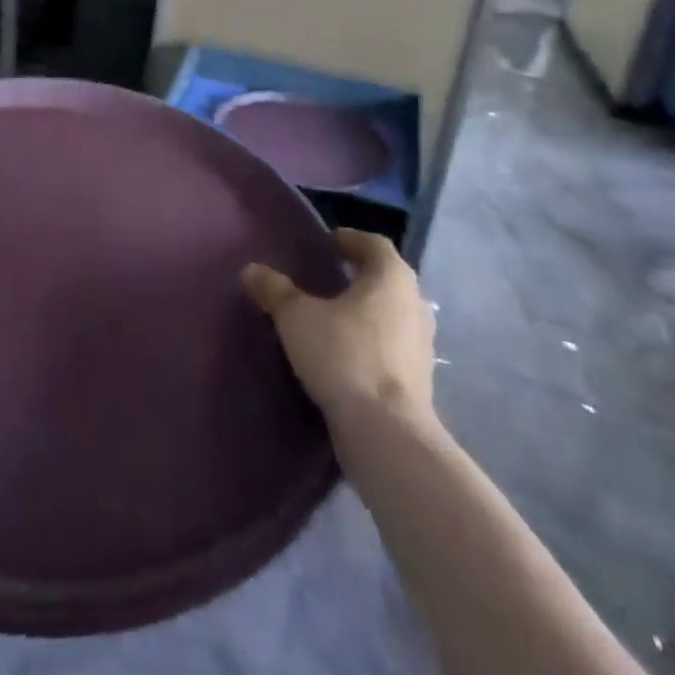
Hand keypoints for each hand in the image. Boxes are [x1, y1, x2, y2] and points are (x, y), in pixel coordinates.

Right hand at [243, 228, 435, 428]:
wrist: (387, 435)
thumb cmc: (345, 356)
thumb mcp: (297, 317)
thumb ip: (275, 290)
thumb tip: (252, 270)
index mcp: (392, 276)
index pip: (374, 244)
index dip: (351, 239)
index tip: (328, 243)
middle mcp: (414, 303)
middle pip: (385, 279)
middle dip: (357, 277)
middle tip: (324, 279)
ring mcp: (421, 345)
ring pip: (390, 315)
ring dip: (365, 313)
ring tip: (330, 318)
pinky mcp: (419, 381)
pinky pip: (391, 347)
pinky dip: (370, 344)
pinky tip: (343, 355)